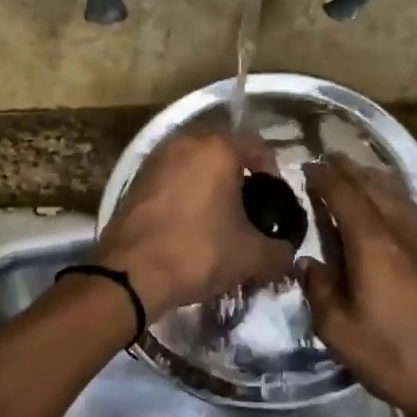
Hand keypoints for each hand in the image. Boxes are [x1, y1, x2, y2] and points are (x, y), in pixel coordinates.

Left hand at [94, 129, 294, 315]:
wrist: (130, 274)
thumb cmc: (198, 252)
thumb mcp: (251, 256)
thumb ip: (279, 251)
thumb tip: (285, 253)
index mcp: (216, 147)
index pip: (256, 146)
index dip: (272, 174)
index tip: (275, 202)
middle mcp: (183, 142)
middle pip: (223, 154)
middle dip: (239, 179)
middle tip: (249, 211)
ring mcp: (154, 161)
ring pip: (194, 167)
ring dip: (210, 187)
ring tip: (219, 221)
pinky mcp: (134, 183)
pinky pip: (172, 182)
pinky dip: (185, 197)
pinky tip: (190, 227)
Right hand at [302, 158, 416, 416]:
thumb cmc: (399, 357)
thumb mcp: (341, 332)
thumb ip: (319, 291)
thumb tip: (308, 263)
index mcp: (374, 244)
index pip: (345, 195)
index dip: (324, 177)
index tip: (306, 166)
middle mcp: (402, 233)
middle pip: (374, 187)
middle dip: (349, 171)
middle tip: (327, 161)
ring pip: (398, 198)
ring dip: (373, 181)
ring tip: (355, 176)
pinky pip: (410, 214)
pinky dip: (392, 200)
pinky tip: (387, 212)